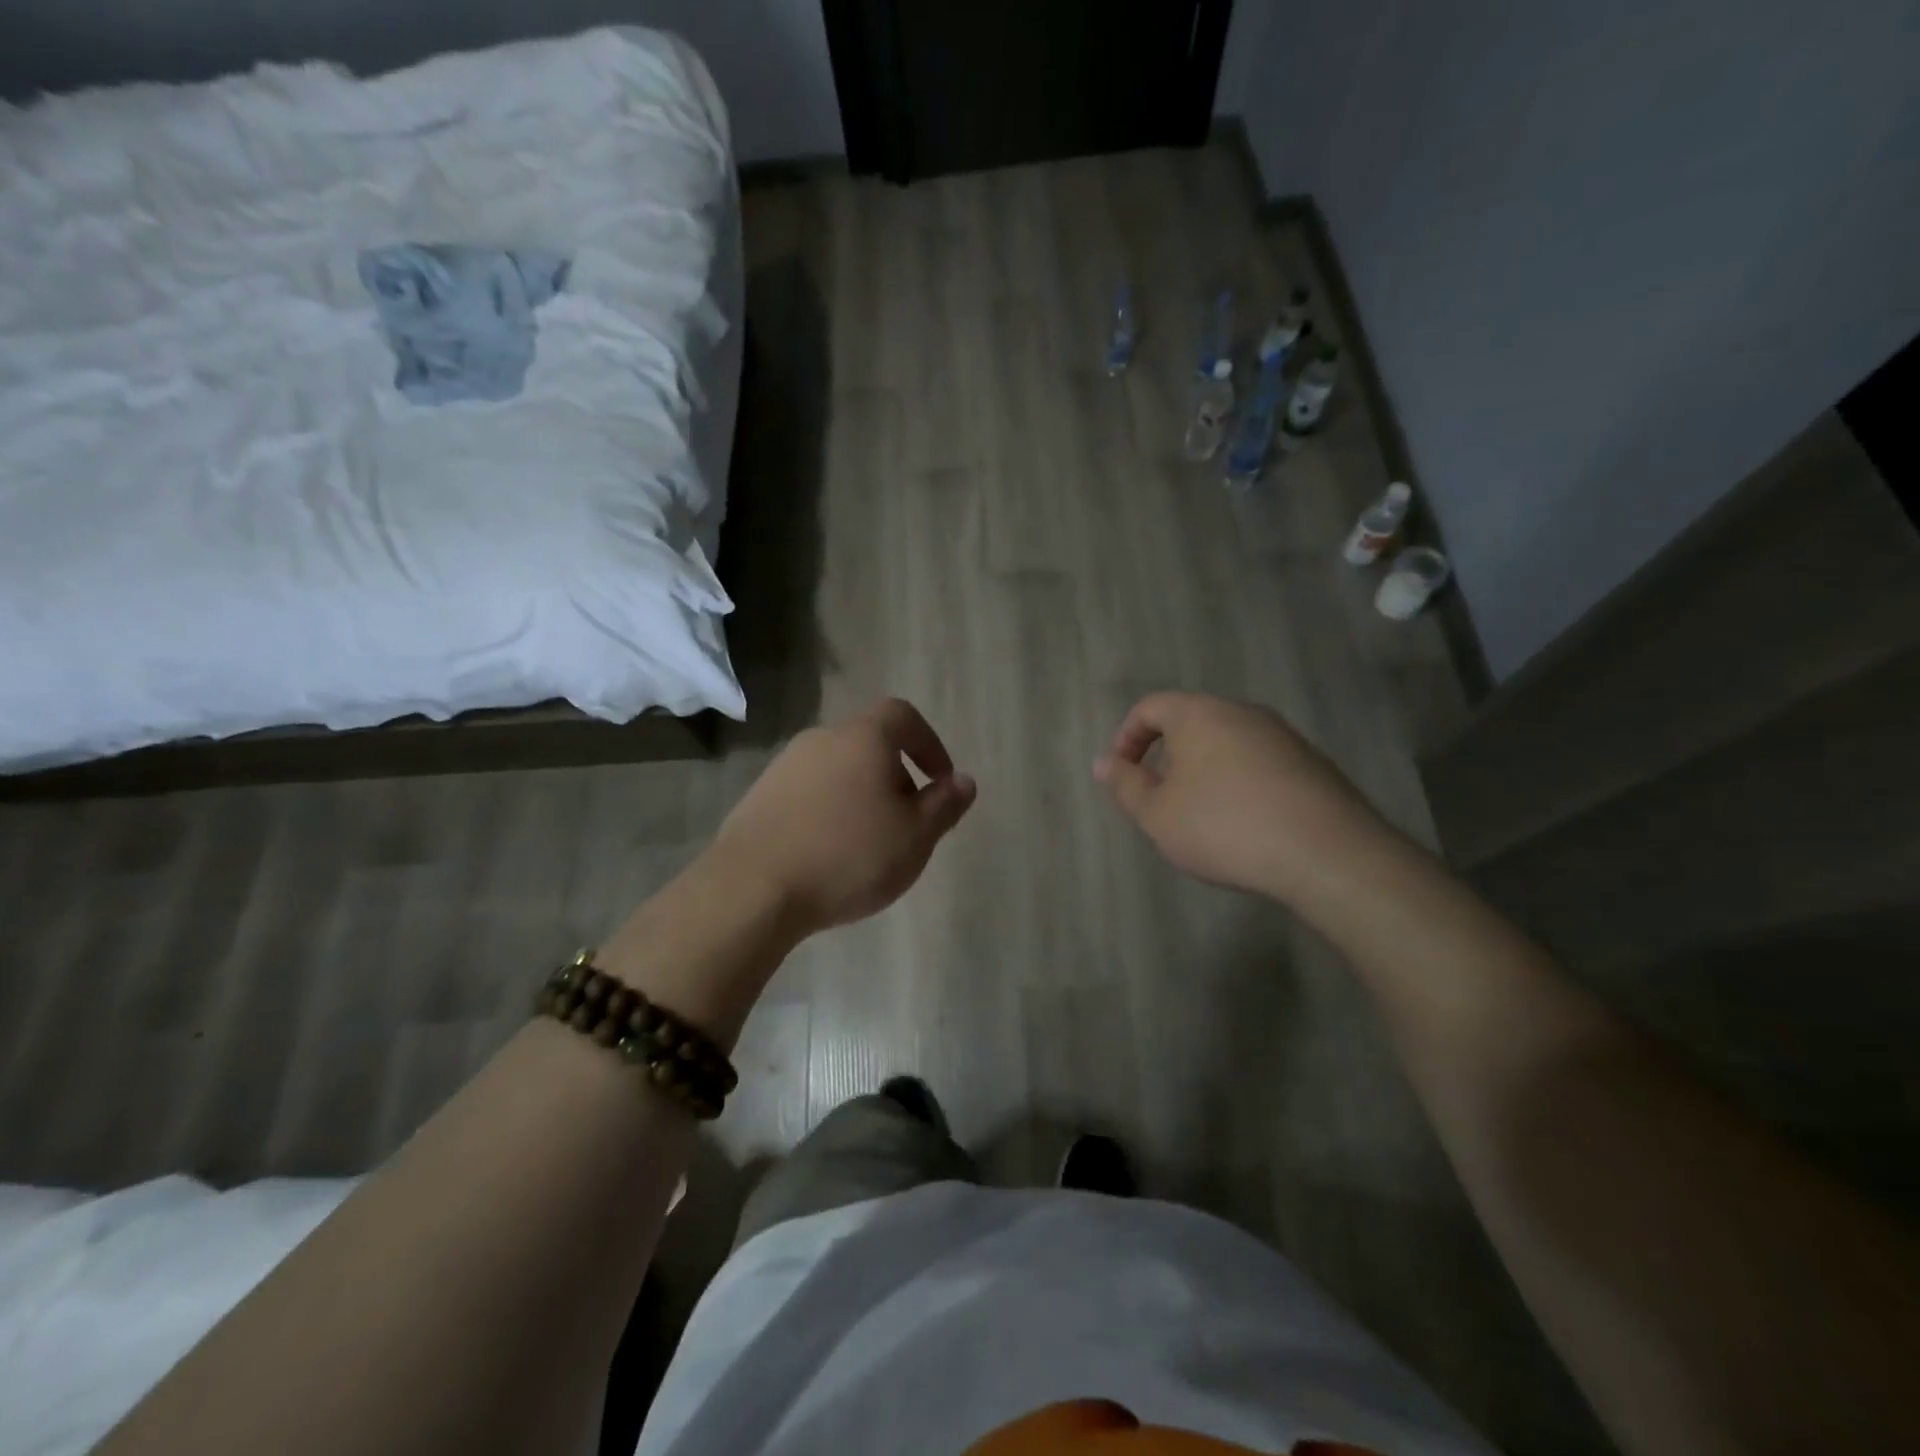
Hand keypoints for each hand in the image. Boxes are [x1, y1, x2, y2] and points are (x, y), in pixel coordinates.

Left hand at [711, 698, 977, 934]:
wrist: (753, 889)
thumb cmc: (848, 856)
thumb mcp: (914, 836)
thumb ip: (944, 805)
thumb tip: (963, 781)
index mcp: (863, 738)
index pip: (903, 716)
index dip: (929, 743)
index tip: (940, 781)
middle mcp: (821, 739)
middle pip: (870, 743)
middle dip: (896, 776)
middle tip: (907, 821)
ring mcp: (784, 766)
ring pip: (838, 770)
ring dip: (862, 795)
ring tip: (869, 842)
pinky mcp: (759, 796)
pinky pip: (809, 793)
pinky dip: (829, 811)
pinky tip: (829, 852)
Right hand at [1093, 691, 1390, 901]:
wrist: (1327, 853)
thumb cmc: (1224, 827)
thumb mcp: (1157, 815)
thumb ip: (1125, 785)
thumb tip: (1103, 762)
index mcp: (1199, 714)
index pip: (1150, 707)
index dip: (1127, 738)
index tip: (1123, 774)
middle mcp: (1242, 712)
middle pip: (1191, 722)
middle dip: (1168, 757)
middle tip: (1161, 799)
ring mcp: (1282, 735)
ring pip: (1227, 742)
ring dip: (1204, 771)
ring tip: (1202, 816)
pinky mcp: (1311, 762)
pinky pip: (1259, 762)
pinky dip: (1240, 783)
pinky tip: (1245, 824)